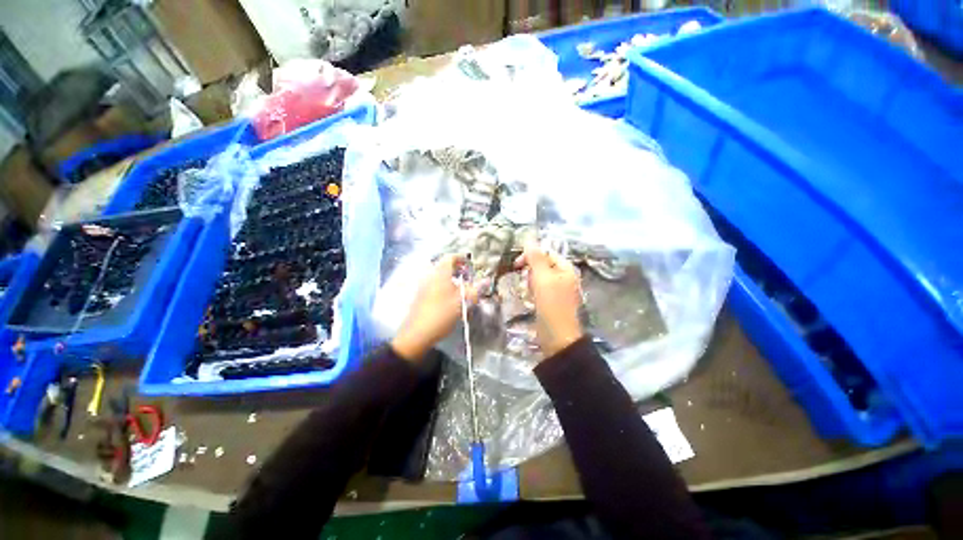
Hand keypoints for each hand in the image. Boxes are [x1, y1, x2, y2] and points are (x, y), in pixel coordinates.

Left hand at [392, 255, 487, 361]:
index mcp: (440, 274)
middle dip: (457, 269)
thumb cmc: (441, 314)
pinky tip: (450, 299)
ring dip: (451, 279)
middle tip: (468, 278)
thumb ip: (475, 290)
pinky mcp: (421, 296)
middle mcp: (430, 276)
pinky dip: (444, 286)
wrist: (417, 334)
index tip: (471, 265)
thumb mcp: (462, 302)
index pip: (450, 257)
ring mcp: (424, 286)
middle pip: (444, 266)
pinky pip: (434, 284)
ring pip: (439, 276)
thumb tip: (487, 280)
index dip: (462, 258)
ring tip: (461, 289)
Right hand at [514, 243, 583, 357]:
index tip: (517, 265)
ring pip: (540, 277)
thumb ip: (536, 258)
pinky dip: (534, 291)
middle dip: (531, 271)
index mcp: (566, 269)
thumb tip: (529, 240)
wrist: (557, 336)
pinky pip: (541, 289)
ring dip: (531, 281)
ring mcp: (559, 289)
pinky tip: (532, 299)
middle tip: (525, 281)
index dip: (531, 256)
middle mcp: (565, 277)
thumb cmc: (551, 304)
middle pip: (543, 265)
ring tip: (529, 292)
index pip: (546, 253)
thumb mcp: (542, 278)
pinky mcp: (553, 300)